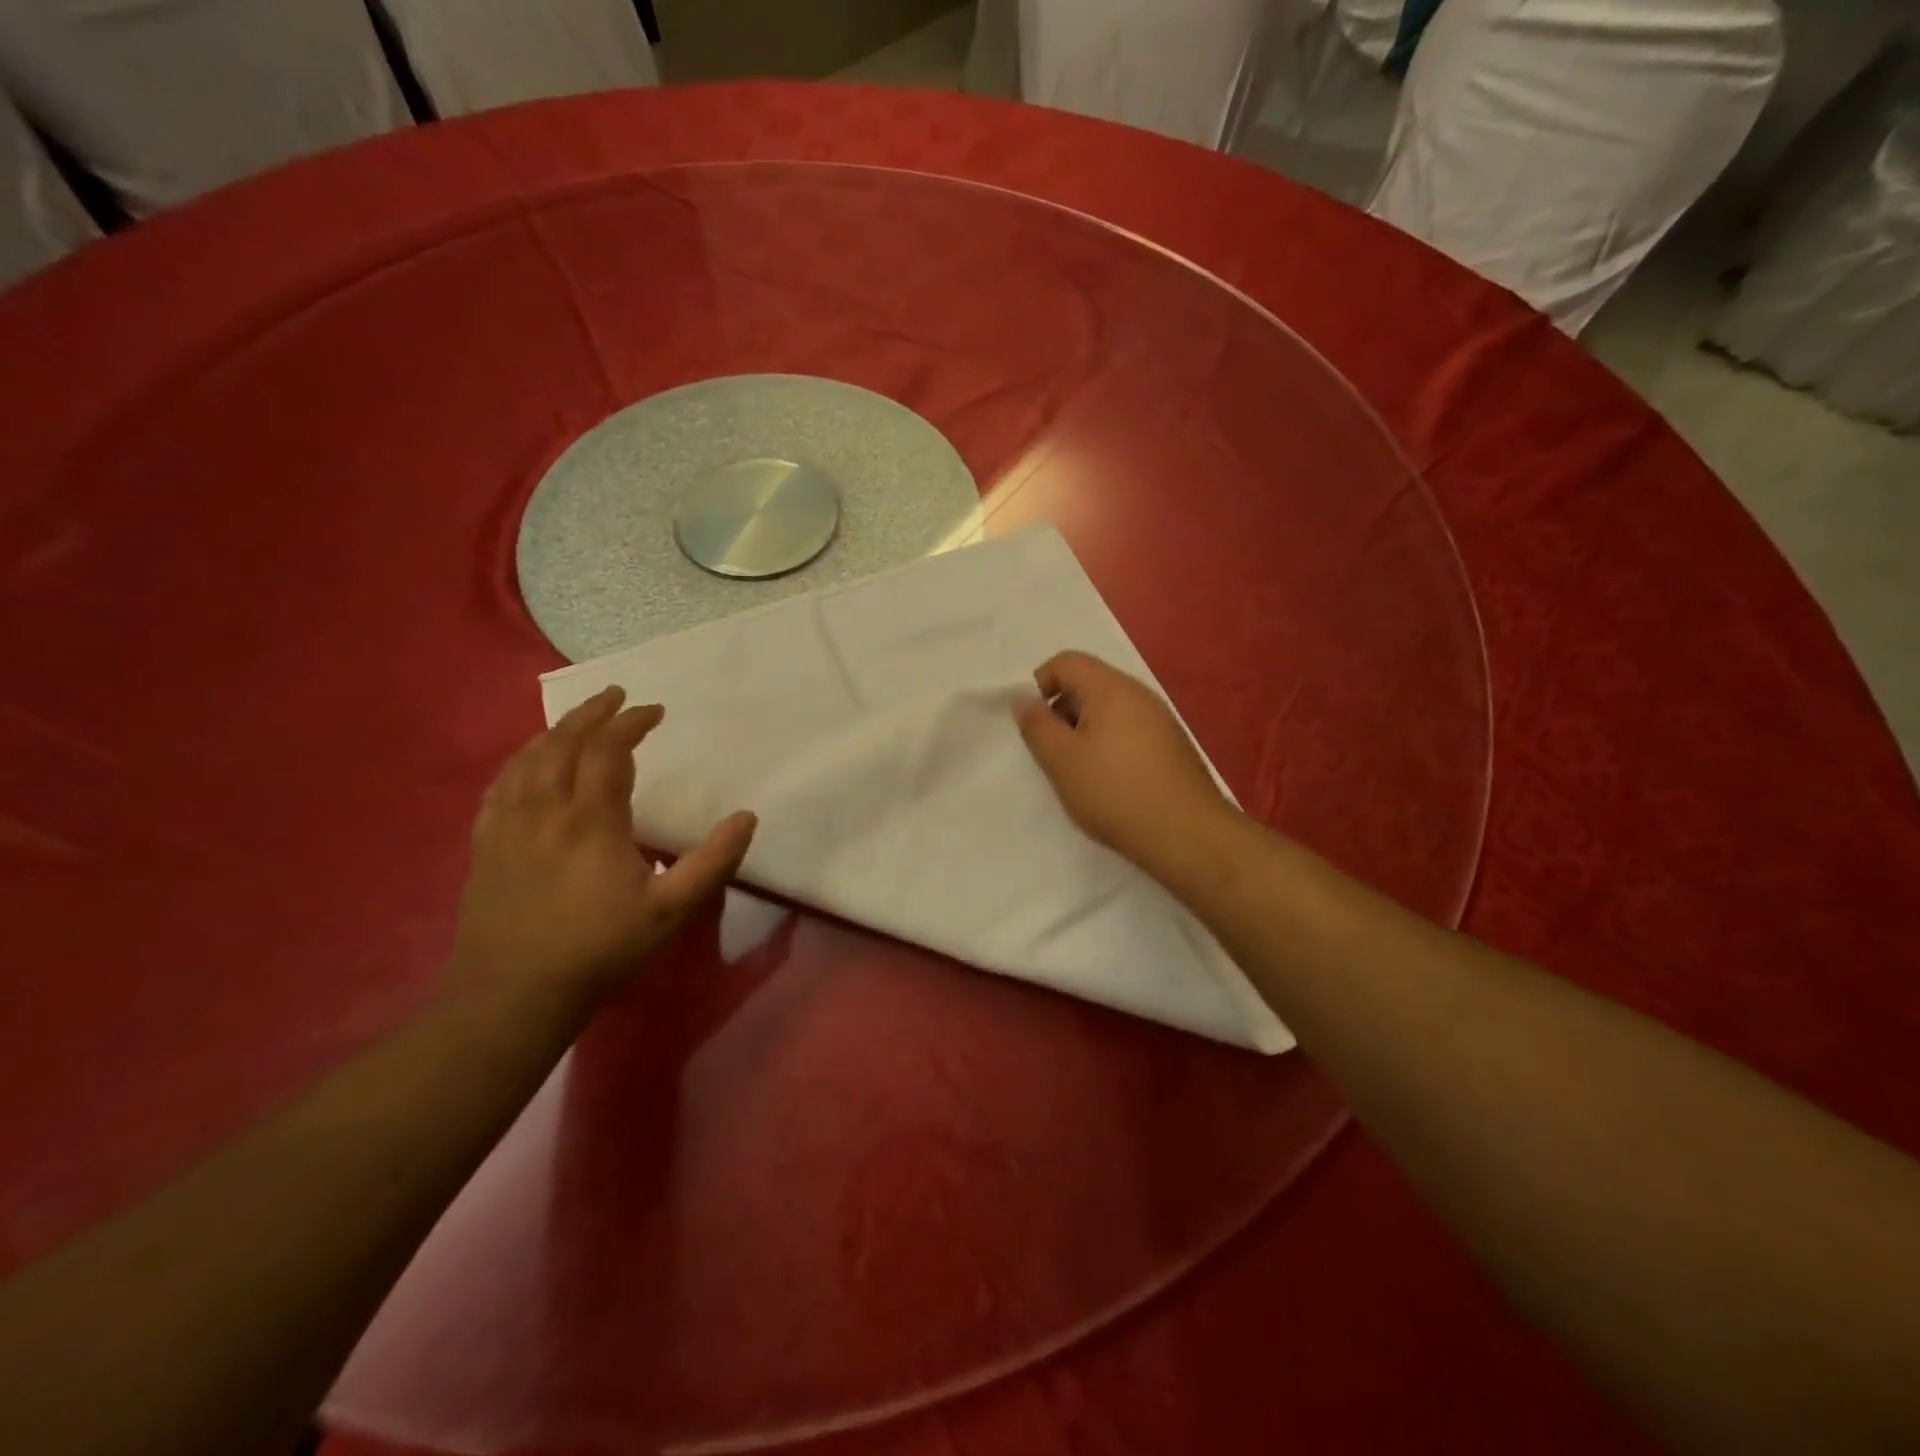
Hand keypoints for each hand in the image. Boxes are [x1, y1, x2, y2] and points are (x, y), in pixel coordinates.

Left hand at [450, 687, 756, 1010]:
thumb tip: (747, 817)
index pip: (610, 751)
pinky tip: (526, 766)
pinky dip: (518, 763)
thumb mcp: (671, 909)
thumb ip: (713, 861)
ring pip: (527, 760)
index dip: (632, 723)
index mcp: (592, 820)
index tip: (655, 711)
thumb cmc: (599, 949)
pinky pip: (499, 788)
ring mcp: (508, 827)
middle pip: (563, 743)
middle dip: (591, 713)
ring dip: (554, 732)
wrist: (513, 995)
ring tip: (576, 721)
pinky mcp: (485, 847)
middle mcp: (545, 810)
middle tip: (615, 695)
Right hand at [1015, 651, 1236, 870]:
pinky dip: (1109, 746)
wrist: (1186, 835)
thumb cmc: (1115, 792)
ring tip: (1078, 773)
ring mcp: (1160, 720)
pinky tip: (1109, 783)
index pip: (1066, 661)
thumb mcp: (1061, 760)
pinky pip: (1129, 731)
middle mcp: (1139, 694)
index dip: (1040, 684)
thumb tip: (1024, 700)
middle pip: (1088, 684)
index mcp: (1111, 688)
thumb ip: (1036, 726)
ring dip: (1084, 733)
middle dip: (1062, 712)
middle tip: (1052, 753)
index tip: (1033, 724)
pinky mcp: (1172, 746)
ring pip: (1108, 711)